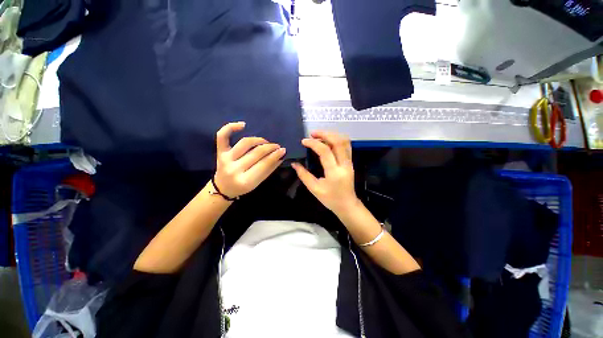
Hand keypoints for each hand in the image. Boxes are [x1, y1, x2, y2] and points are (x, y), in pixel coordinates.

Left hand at [214, 122, 285, 197]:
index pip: (264, 164)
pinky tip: (243, 125)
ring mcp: (225, 159)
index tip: (283, 150)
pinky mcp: (219, 152)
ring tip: (265, 141)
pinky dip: (230, 127)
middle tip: (277, 146)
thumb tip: (281, 156)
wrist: (223, 188)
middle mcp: (234, 169)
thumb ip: (269, 169)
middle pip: (256, 153)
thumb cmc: (243, 186)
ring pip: (245, 143)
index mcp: (245, 180)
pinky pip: (222, 136)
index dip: (275, 156)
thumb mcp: (258, 182)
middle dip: (269, 147)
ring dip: (258, 140)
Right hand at [291, 131, 358, 215]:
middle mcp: (344, 164)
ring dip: (332, 135)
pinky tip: (328, 141)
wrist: (347, 205)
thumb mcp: (314, 189)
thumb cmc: (330, 199)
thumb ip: (304, 175)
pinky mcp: (350, 162)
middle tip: (312, 134)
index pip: (325, 151)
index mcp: (334, 172)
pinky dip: (337, 139)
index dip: (314, 144)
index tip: (304, 141)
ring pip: (344, 142)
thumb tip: (294, 164)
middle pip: (338, 142)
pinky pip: (346, 146)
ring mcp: (349, 162)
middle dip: (325, 134)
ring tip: (319, 135)